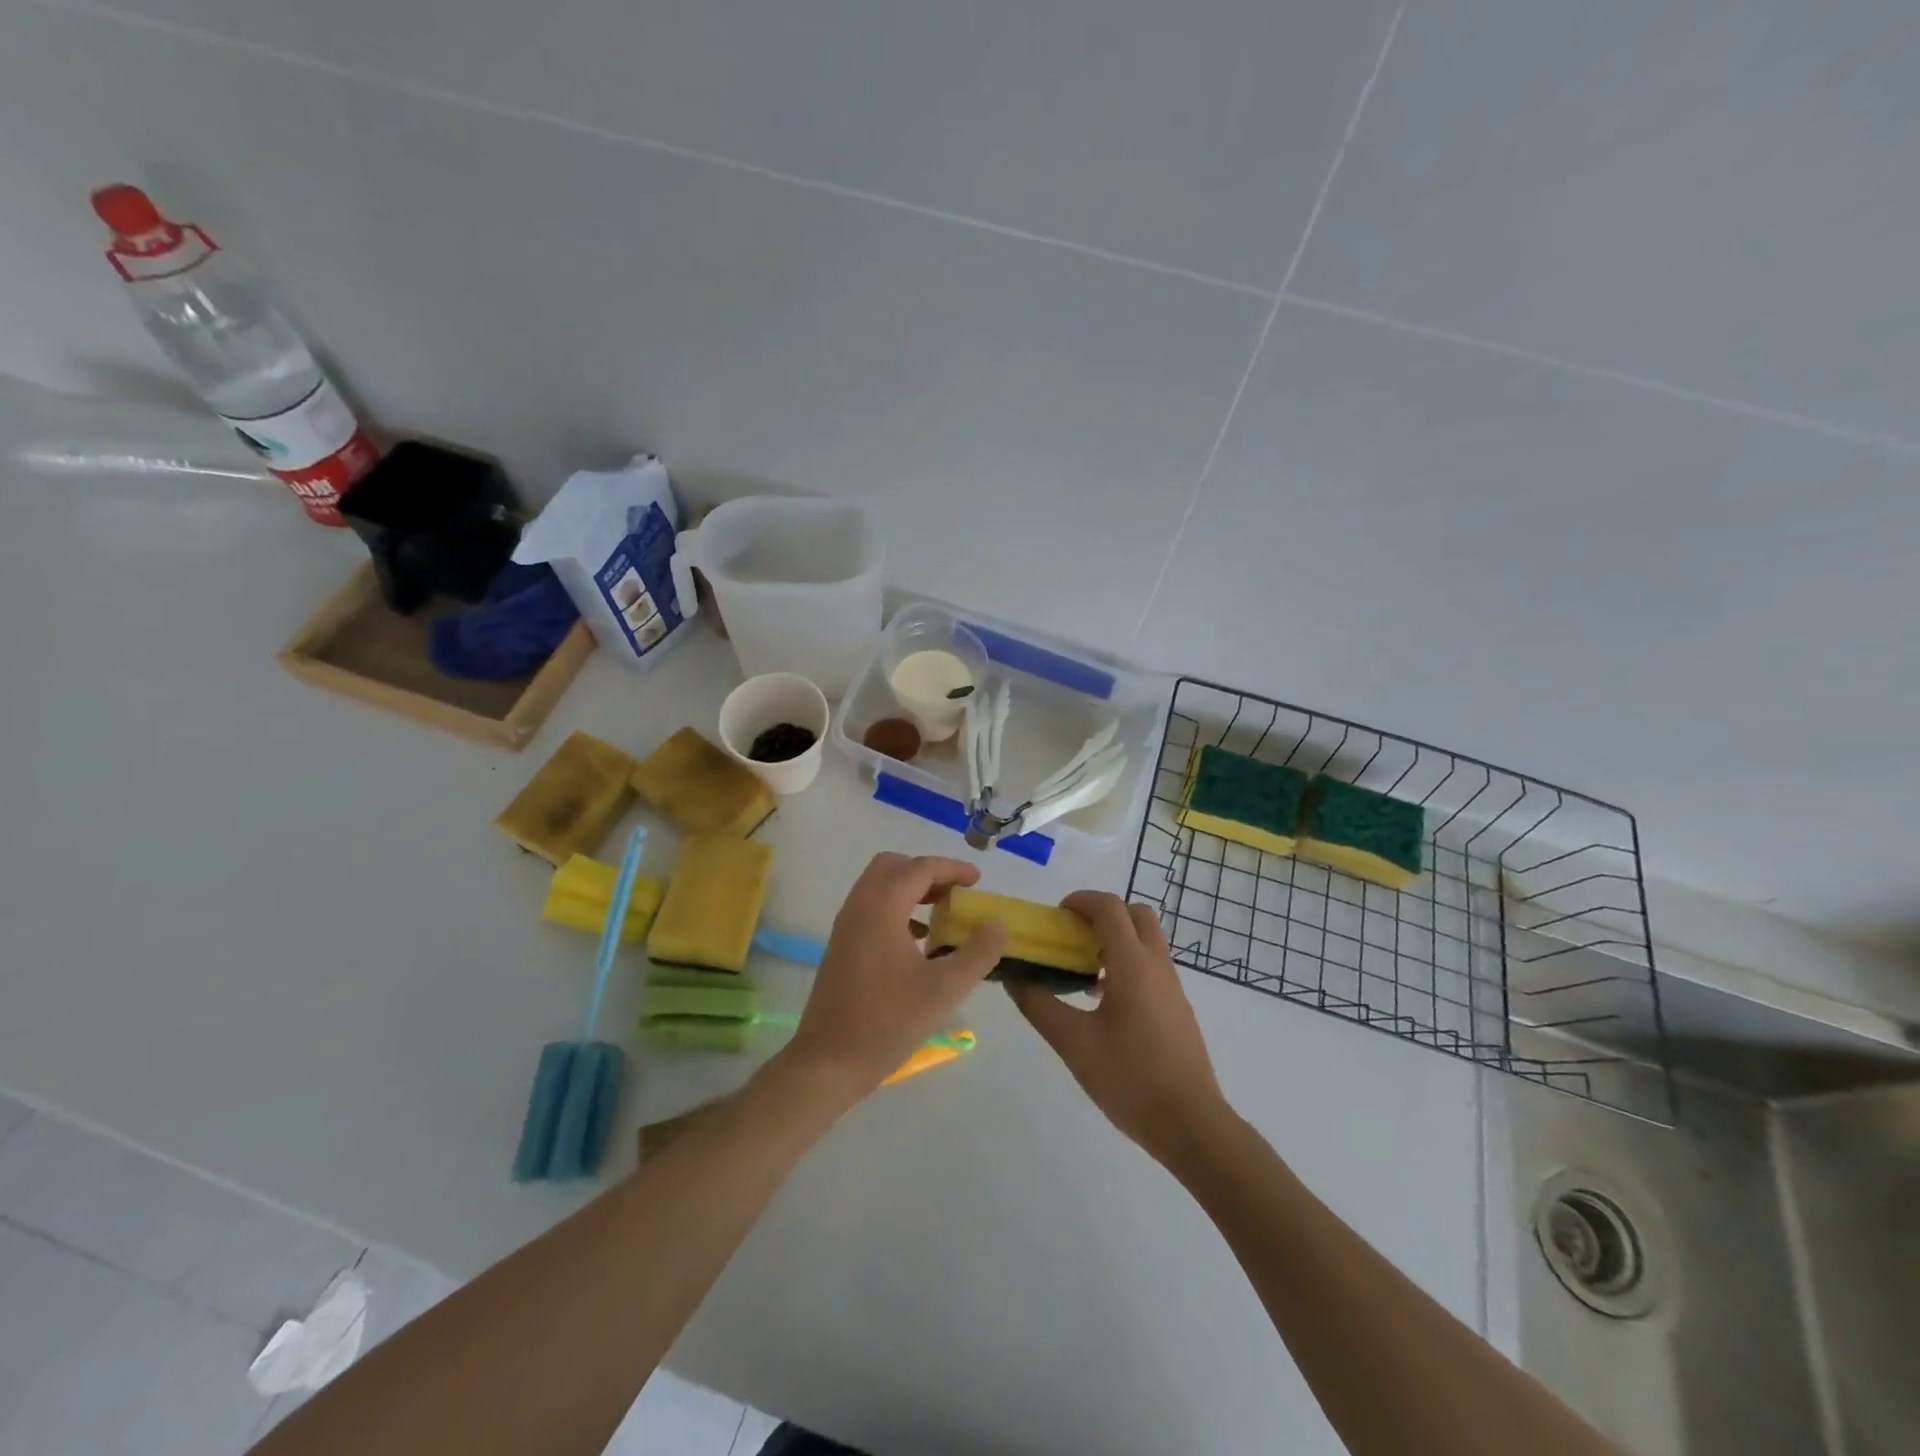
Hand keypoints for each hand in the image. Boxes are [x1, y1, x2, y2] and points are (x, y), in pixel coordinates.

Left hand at [776, 853, 1006, 1104]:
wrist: (828, 1062)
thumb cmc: (887, 1022)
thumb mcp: (945, 989)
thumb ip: (978, 953)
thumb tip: (997, 925)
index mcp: (881, 908)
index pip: (920, 868)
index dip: (952, 869)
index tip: (978, 881)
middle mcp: (859, 907)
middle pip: (893, 866)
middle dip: (927, 872)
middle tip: (955, 892)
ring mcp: (846, 926)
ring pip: (879, 886)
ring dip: (911, 889)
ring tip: (942, 913)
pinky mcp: (841, 946)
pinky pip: (871, 908)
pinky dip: (896, 908)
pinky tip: (919, 941)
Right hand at [1007, 892, 1228, 1166]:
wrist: (1192, 1125)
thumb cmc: (1130, 1079)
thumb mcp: (1073, 1044)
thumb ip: (1040, 1006)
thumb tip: (1015, 978)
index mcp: (1132, 965)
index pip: (1110, 908)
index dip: (1081, 900)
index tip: (1056, 916)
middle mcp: (1157, 966)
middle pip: (1136, 914)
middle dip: (1103, 914)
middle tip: (1073, 937)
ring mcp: (1173, 987)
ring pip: (1147, 940)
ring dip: (1116, 939)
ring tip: (1083, 972)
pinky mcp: (1178, 1008)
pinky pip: (1152, 966)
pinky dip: (1128, 963)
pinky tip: (1105, 1004)